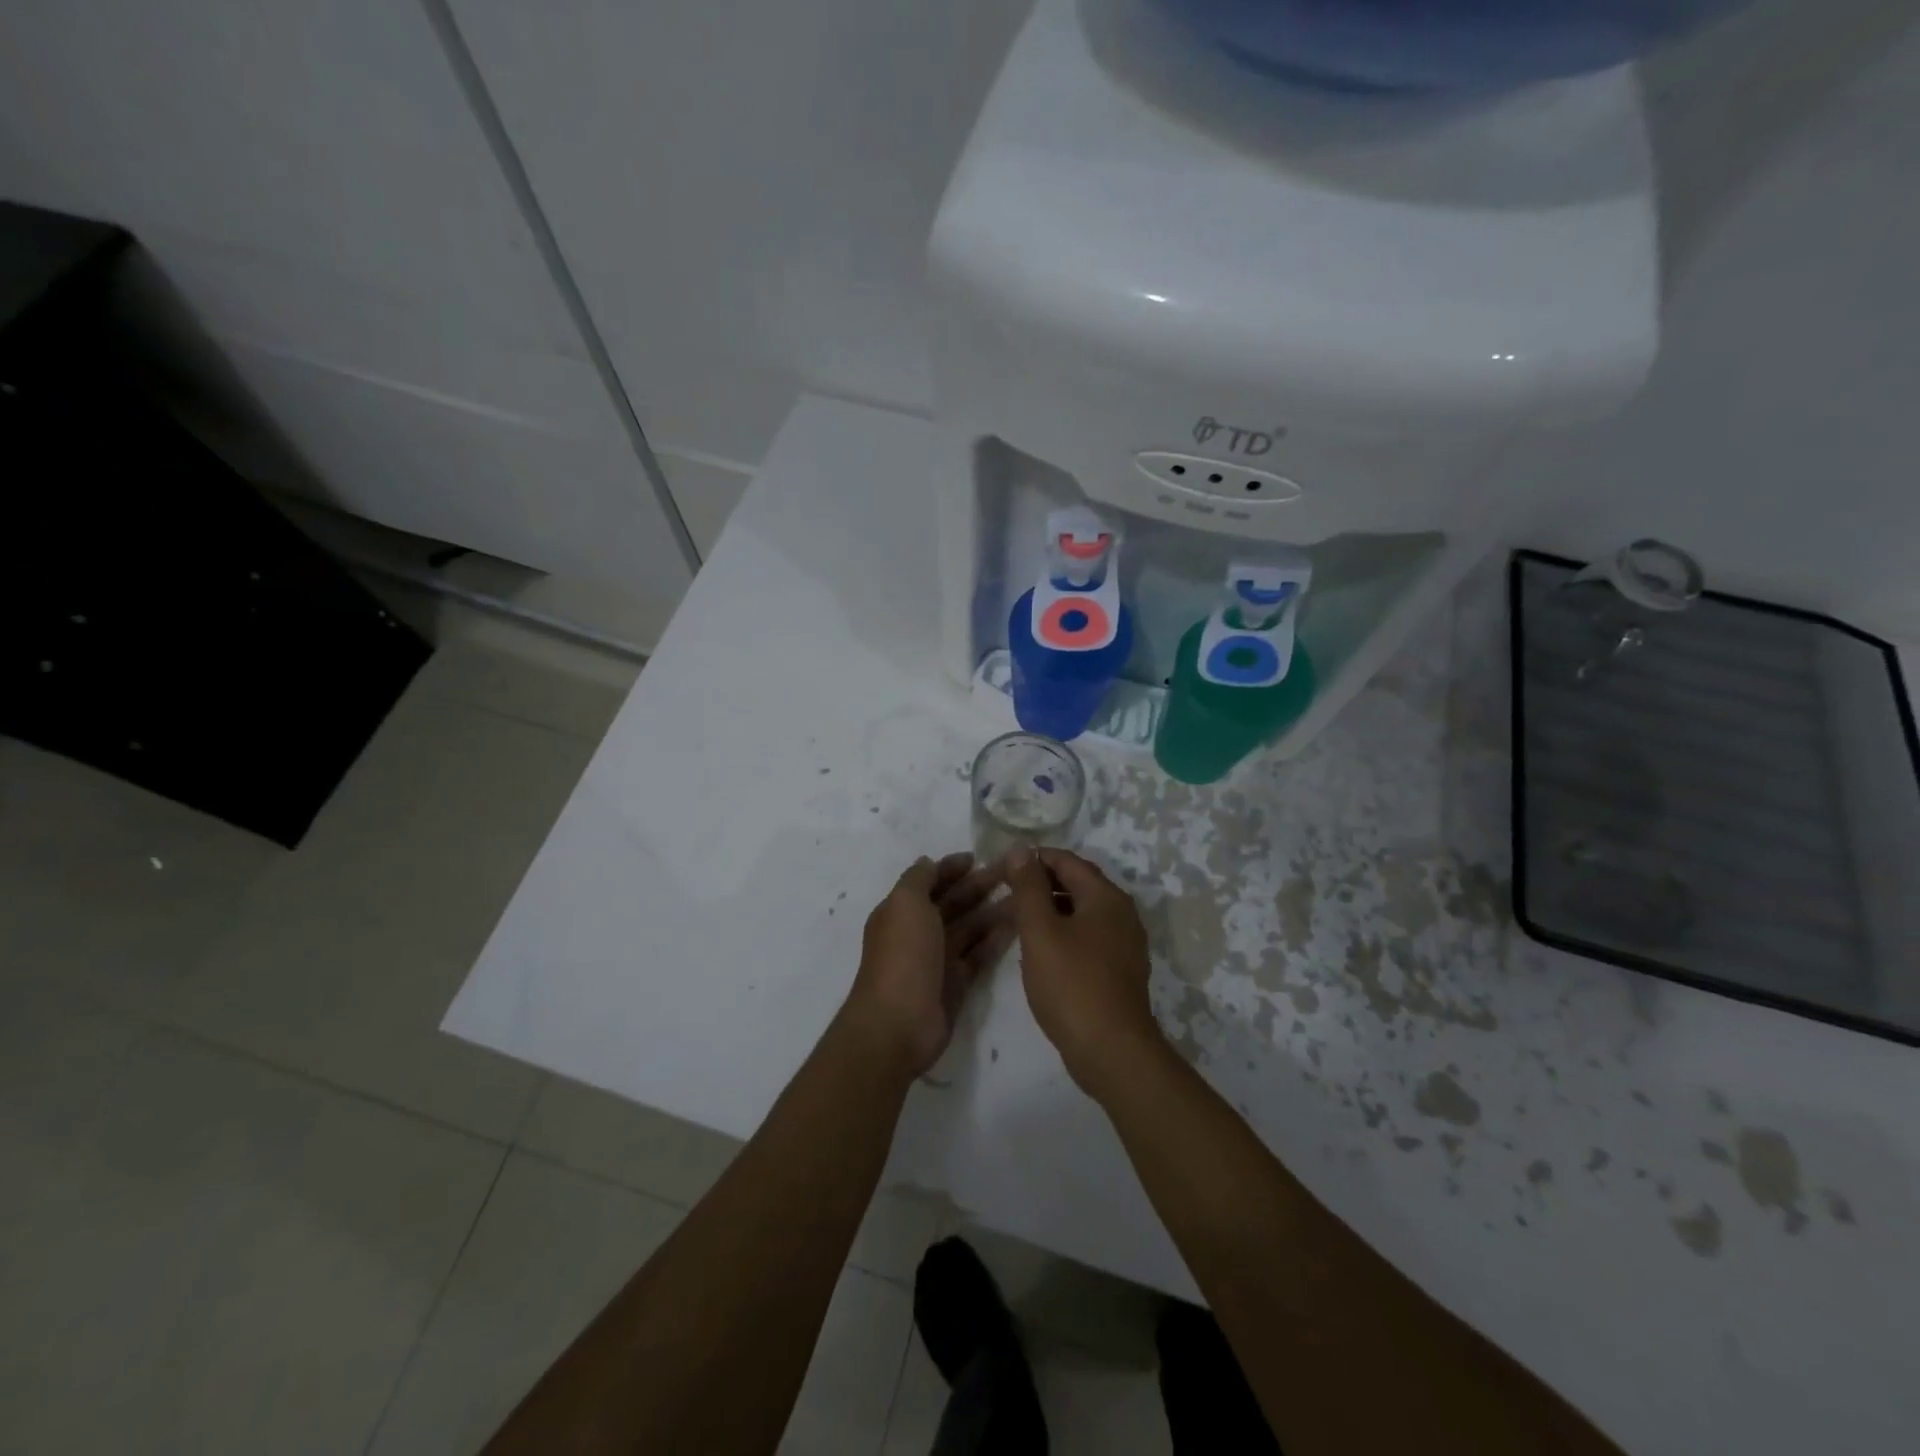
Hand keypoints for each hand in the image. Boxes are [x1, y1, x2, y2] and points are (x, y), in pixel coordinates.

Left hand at [843, 853, 1016, 1076]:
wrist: (899, 1023)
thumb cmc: (902, 955)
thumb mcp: (905, 904)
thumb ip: (918, 879)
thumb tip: (930, 862)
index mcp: (902, 910)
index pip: (930, 881)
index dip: (951, 867)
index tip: (979, 857)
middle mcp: (919, 931)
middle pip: (953, 902)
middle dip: (979, 885)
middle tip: (1013, 872)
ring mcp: (938, 958)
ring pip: (970, 927)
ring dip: (993, 910)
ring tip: (1024, 896)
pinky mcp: (957, 982)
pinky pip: (979, 953)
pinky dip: (996, 939)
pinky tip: (1018, 924)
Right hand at [1008, 848, 1164, 1101]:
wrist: (1112, 1051)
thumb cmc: (1071, 984)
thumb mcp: (1040, 930)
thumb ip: (1029, 888)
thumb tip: (1021, 850)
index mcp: (1105, 896)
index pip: (1066, 860)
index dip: (1032, 859)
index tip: (1001, 868)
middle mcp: (1122, 913)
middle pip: (1077, 884)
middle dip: (1040, 884)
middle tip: (1005, 894)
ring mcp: (1125, 943)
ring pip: (1082, 912)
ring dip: (1050, 909)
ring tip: (1017, 921)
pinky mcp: (1120, 970)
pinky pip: (1088, 937)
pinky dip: (1063, 933)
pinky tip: (1041, 951)